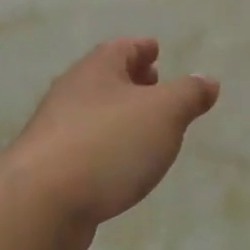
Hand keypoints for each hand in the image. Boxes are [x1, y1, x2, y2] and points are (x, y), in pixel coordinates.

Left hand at [8, 39, 219, 249]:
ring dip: (118, 115)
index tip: (155, 49)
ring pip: (93, 113)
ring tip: (144, 127)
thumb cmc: (108, 144)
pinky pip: (85, 146)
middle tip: (154, 83)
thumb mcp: (163, 113)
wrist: (41, 202)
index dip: (142, 47)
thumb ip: (188, 95)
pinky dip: (105, 146)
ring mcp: (56, 131)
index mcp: (96, 71)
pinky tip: (119, 165)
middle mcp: (71, 94)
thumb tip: (207, 81)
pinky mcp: (50, 168)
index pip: (122, 48)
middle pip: (104, 78)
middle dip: (131, 80)